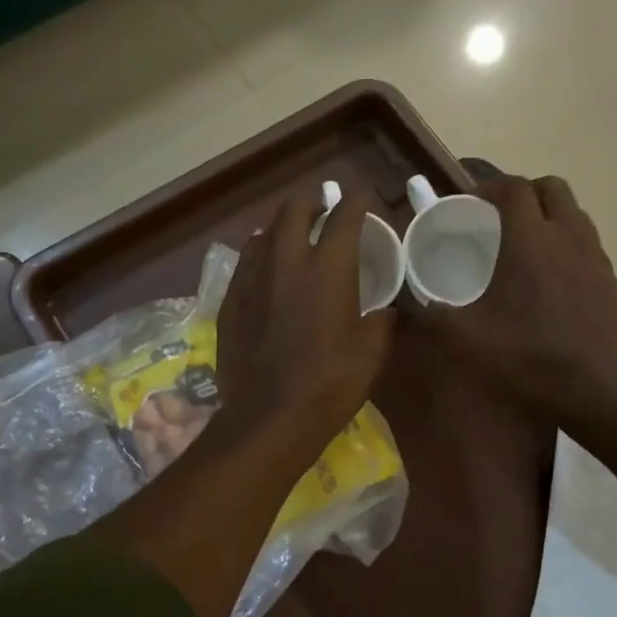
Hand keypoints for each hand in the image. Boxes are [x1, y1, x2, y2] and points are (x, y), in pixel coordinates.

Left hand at [216, 190, 394, 459]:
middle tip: (324, 209)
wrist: (269, 417)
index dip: (357, 202)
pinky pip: (246, 264)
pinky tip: (266, 271)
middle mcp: (286, 262)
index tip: (364, 199)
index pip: (344, 218)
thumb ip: (382, 320)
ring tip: (293, 236)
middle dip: (312, 202)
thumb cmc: (330, 384)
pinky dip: (261, 257)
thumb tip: (387, 310)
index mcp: (328, 269)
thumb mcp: (372, 352)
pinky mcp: (230, 302)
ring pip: (264, 234)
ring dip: (282, 228)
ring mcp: (252, 280)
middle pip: (294, 211)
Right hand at [415, 173, 616, 426]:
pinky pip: (592, 254)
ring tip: (529, 250)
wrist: (597, 393)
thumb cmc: (527, 358)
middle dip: (526, 194)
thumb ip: (434, 313)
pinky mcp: (616, 286)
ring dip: (552, 220)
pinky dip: (572, 255)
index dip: (490, 187)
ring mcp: (598, 261)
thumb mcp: (465, 339)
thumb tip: (417, 302)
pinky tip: (558, 288)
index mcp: (529, 241)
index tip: (472, 204)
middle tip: (502, 218)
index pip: (514, 187)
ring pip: (577, 217)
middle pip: (553, 188)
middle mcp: (568, 238)